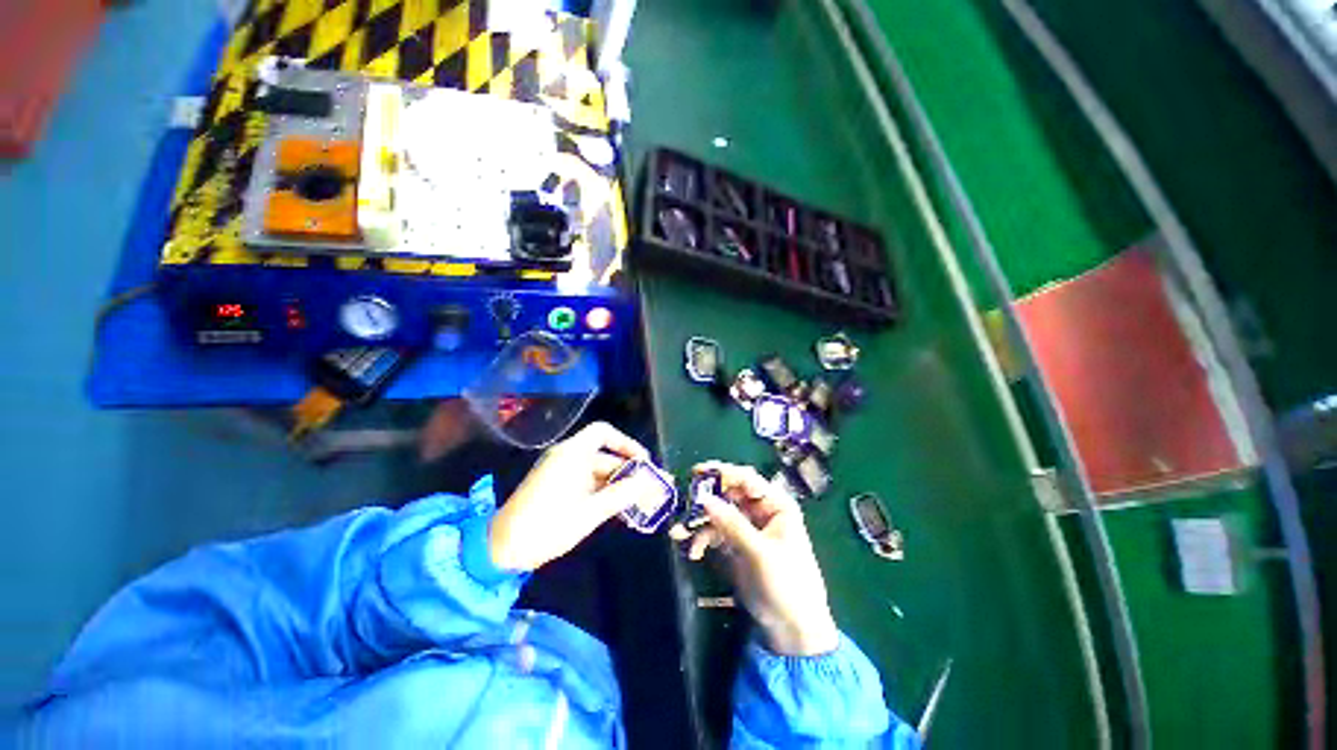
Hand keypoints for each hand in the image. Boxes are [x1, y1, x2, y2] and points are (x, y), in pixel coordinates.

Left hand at [489, 422, 661, 571]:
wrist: (502, 549)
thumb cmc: (546, 526)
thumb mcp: (589, 512)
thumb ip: (621, 495)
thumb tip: (648, 482)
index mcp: (572, 454)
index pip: (603, 433)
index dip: (626, 443)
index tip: (643, 462)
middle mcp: (568, 457)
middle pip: (606, 456)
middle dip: (630, 472)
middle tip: (653, 488)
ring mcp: (563, 473)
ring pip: (599, 473)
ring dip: (620, 485)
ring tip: (643, 503)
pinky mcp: (559, 488)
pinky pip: (589, 484)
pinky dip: (605, 493)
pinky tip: (621, 509)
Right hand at [676, 462, 839, 656]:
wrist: (793, 630)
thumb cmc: (786, 585)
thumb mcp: (759, 553)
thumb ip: (731, 523)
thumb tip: (704, 497)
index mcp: (776, 505)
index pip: (747, 480)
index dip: (722, 473)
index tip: (696, 472)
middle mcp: (762, 511)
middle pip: (729, 494)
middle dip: (706, 500)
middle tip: (684, 503)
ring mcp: (748, 528)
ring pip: (719, 513)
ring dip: (699, 522)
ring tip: (678, 533)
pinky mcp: (738, 545)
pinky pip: (716, 532)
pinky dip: (703, 539)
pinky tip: (693, 552)